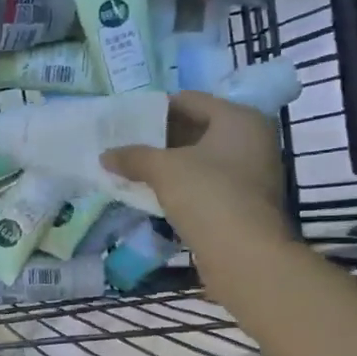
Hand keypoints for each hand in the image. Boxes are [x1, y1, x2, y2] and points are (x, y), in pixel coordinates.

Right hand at [100, 90, 292, 261]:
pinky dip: (181, 186)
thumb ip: (133, 157)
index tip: (126, 120)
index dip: (156, 108)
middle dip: (160, 138)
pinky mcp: (243, 202)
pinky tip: (154, 194)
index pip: (190, 100)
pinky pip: (206, 183)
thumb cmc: (208, 195)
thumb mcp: (164, 170)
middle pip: (197, 129)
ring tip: (133, 170)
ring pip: (200, 159)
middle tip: (126, 145)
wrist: (244, 254)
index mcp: (239, 119)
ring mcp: (250, 173)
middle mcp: (251, 139)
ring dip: (169, 164)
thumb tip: (105, 155)